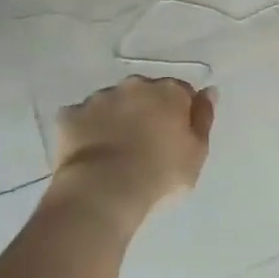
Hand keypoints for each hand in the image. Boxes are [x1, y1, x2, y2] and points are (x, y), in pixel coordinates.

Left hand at [53, 77, 215, 221]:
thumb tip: (209, 91)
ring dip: (115, 118)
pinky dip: (85, 129)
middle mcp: (134, 85)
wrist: (105, 192)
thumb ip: (204, 117)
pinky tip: (88, 152)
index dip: (180, 114)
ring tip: (114, 151)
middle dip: (146, 110)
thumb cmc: (161, 174)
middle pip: (145, 93)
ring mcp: (99, 98)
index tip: (175, 137)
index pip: (181, 92)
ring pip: (112, 103)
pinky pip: (80, 118)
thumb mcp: (198, 152)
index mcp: (169, 92)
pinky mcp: (69, 115)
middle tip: (145, 144)